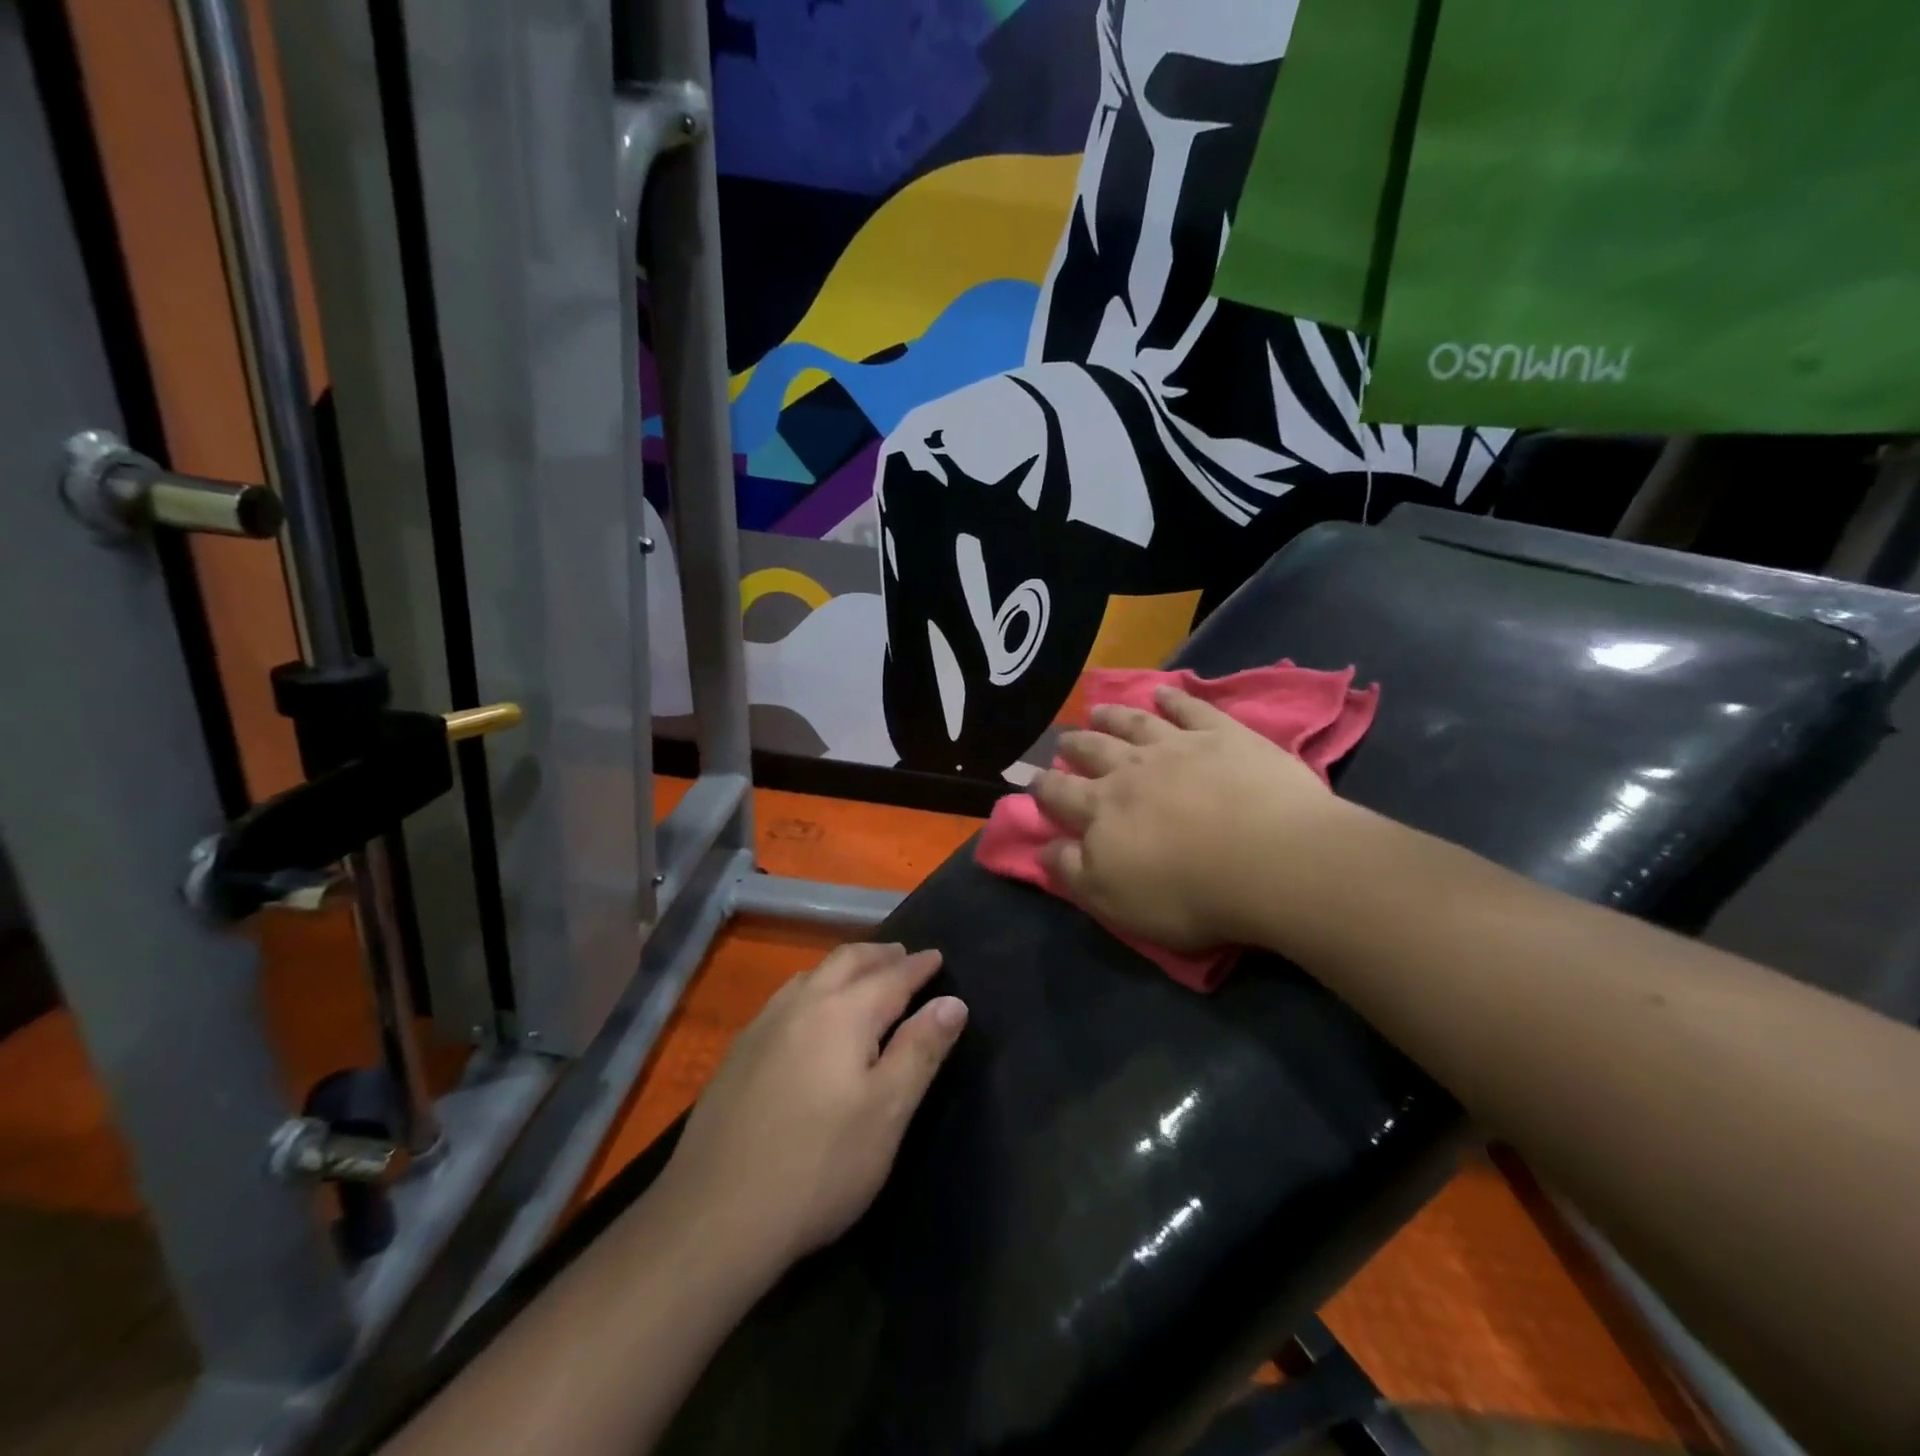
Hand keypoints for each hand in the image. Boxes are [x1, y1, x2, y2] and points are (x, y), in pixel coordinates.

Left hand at [659, 943, 966, 1270]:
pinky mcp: (738, 1053)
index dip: (918, 967)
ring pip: (811, 974)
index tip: (937, 956)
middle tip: (903, 955)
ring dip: (844, 967)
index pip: (891, 977)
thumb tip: (953, 1002)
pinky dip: (813, 988)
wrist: (715, 1216)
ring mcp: (763, 1026)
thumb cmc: (819, 1165)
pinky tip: (810, 1014)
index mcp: (843, 1013)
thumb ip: (921, 1051)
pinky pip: (786, 998)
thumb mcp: (886, 1112)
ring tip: (862, 975)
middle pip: (846, 961)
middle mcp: (802, 1004)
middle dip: (879, 954)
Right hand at [1033, 685, 1349, 950]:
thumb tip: (1043, 847)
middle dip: (1075, 746)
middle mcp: (1131, 769)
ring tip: (1097, 709)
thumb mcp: (1114, 900)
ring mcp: (1178, 746)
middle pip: (1093, 750)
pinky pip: (1191, 708)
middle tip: (1064, 740)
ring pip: (1134, 723)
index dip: (1043, 788)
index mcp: (1101, 810)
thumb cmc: (1187, 892)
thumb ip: (1072, 871)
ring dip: (1113, 715)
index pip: (1060, 794)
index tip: (1034, 782)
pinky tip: (1164, 691)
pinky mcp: (1224, 736)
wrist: (1270, 859)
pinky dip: (1175, 698)